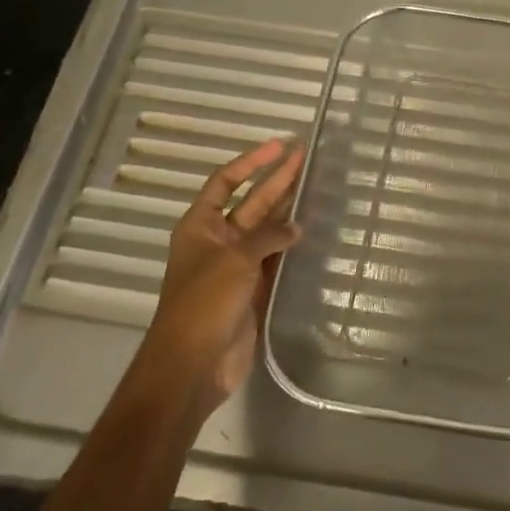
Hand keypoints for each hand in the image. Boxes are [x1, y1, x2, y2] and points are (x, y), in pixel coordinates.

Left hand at [147, 138, 303, 414]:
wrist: (193, 365)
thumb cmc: (204, 303)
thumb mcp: (235, 260)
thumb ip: (268, 237)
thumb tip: (295, 227)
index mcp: (200, 225)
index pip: (225, 181)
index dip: (250, 162)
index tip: (279, 146)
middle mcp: (218, 239)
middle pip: (251, 201)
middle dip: (277, 180)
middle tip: (306, 158)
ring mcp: (237, 265)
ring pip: (267, 228)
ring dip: (287, 208)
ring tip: (316, 186)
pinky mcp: (253, 288)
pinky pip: (276, 257)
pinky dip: (292, 243)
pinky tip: (313, 230)